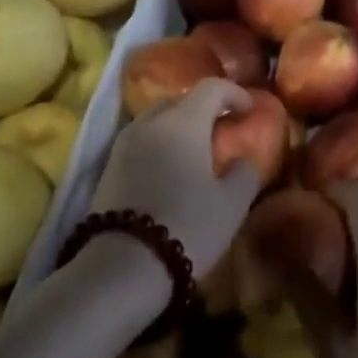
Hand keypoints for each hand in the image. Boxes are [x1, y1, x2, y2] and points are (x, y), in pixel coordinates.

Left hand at [90, 78, 260, 279]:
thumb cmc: (186, 226)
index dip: (235, 93)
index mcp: (184, 121)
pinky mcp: (107, 169)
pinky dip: (158, 144)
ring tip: (194, 149)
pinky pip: (140, 141)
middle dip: (203, 107)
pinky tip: (169, 169)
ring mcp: (124, 144)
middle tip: (222, 127)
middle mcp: (150, 122)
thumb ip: (246, 173)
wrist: (120, 269)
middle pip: (180, 99)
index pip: (212, 87)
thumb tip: (246, 160)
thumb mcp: (231, 204)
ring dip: (177, 125)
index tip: (250, 109)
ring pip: (156, 119)